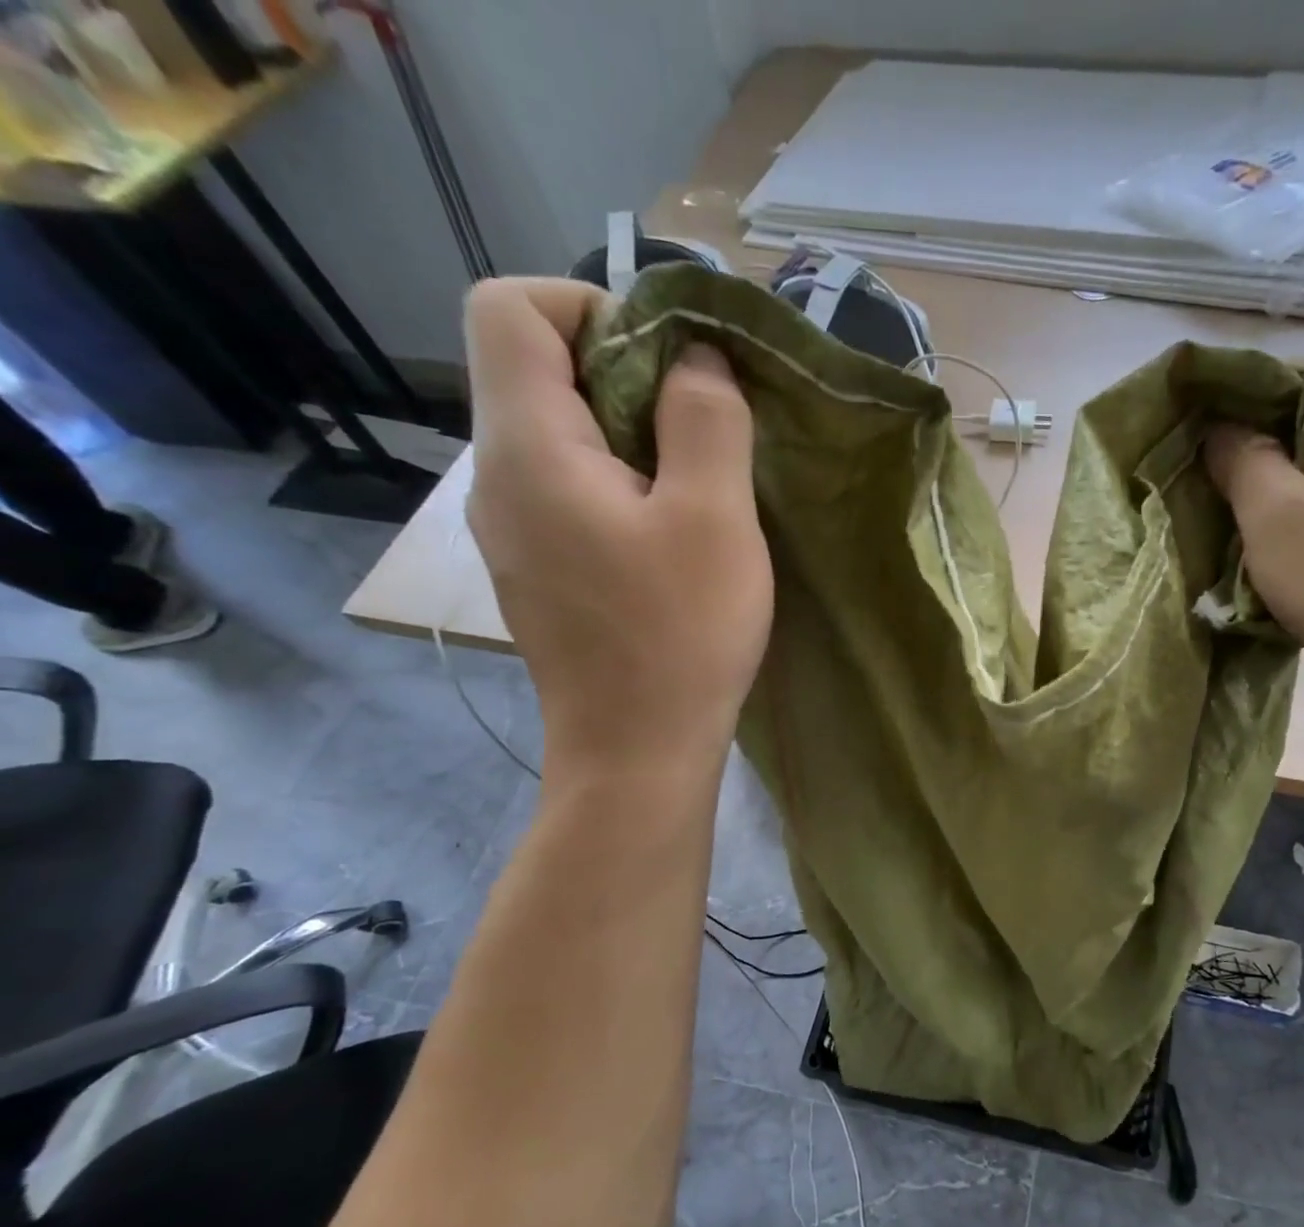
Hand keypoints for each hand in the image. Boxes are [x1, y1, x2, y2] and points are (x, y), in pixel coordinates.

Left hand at [464, 278, 770, 772]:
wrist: (636, 753)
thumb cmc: (679, 636)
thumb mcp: (715, 518)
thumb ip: (706, 419)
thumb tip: (696, 357)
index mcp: (528, 448)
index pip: (510, 307)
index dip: (590, 305)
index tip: (670, 363)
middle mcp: (498, 478)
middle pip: (537, 370)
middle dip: (626, 374)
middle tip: (703, 433)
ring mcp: (512, 530)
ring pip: (559, 434)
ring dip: (631, 435)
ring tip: (696, 488)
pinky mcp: (538, 569)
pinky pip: (569, 490)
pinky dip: (620, 484)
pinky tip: (670, 537)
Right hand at [1205, 359, 1303, 724]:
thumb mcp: (1274, 513)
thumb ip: (1242, 459)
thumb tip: (1219, 427)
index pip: (1303, 371)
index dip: (1246, 388)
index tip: (1198, 423)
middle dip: (1252, 447)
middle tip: (1201, 478)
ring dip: (1271, 493)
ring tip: (1222, 521)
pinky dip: (1297, 527)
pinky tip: (1264, 559)